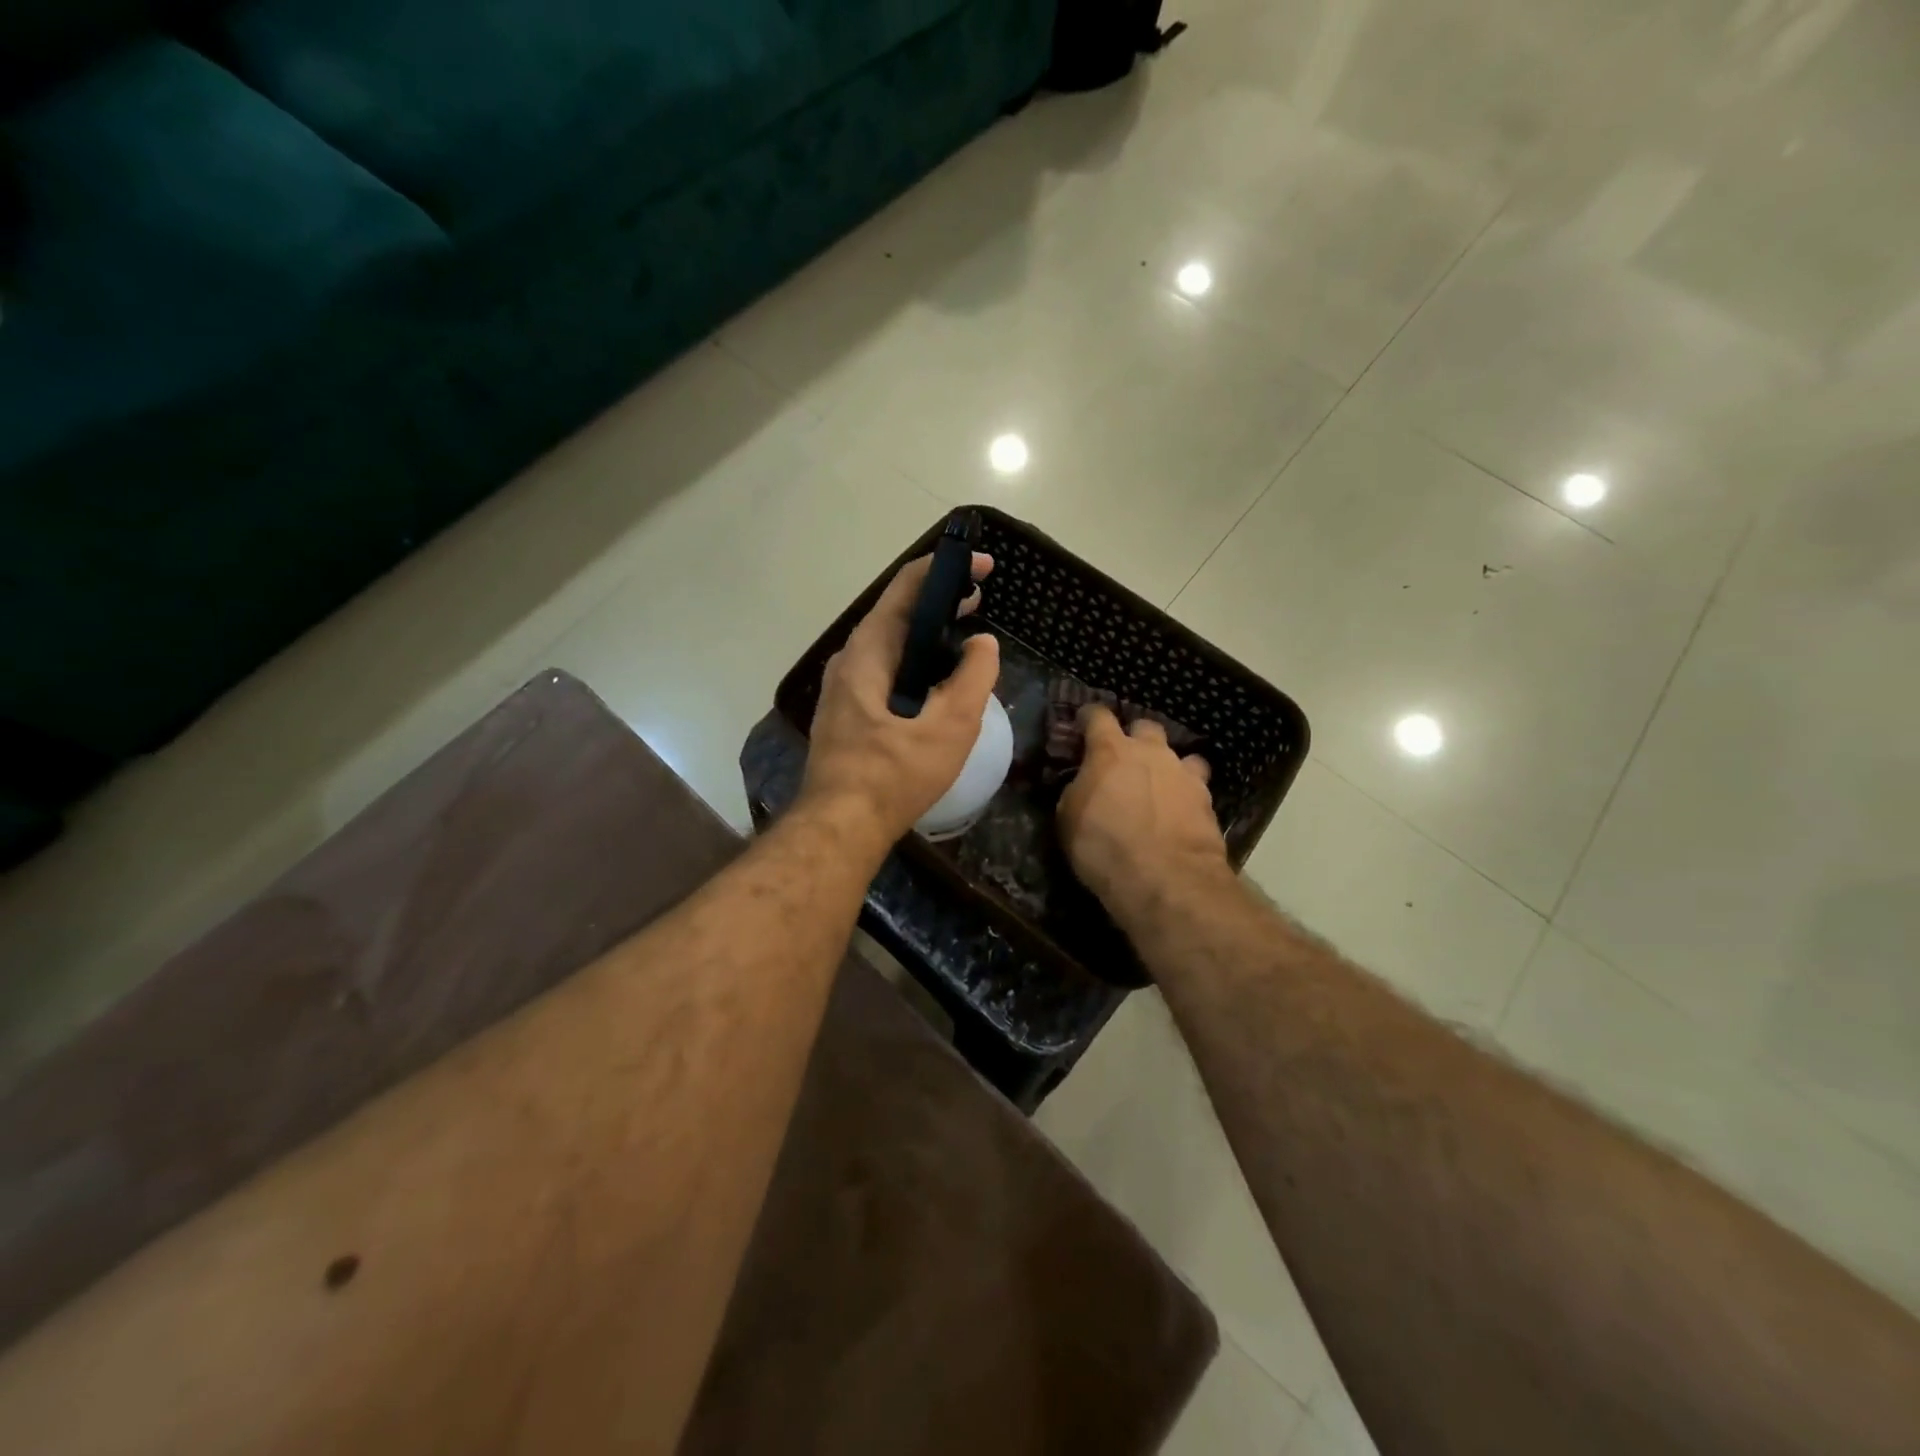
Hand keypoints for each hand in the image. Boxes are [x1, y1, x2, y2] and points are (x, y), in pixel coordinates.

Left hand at [800, 551, 1000, 850]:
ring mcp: (844, 687)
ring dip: (928, 633)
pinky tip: (938, 680)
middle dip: (939, 600)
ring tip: (965, 635)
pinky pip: (885, 670)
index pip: (905, 587)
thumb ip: (974, 677)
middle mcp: (850, 659)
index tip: (981, 566)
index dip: (944, 569)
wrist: (841, 825)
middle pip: (897, 613)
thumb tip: (983, 644)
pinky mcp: (847, 712)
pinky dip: (915, 661)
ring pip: (891, 644)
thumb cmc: (895, 773)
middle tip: (979, 599)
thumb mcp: (950, 725)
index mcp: (869, 651)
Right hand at [1057, 706, 1229, 914]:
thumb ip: (1077, 790)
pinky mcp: (1208, 800)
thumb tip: (1083, 783)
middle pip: (1145, 727)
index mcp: (1111, 751)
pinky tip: (1180, 812)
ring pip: (1179, 755)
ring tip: (1160, 786)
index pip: (1098, 715)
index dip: (1089, 717)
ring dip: (1167, 766)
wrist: (1167, 878)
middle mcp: (1151, 752)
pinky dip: (1186, 794)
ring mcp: (1184, 774)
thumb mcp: (1068, 819)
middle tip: (1125, 760)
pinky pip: (1196, 786)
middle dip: (1135, 738)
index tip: (1083, 723)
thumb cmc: (1104, 846)